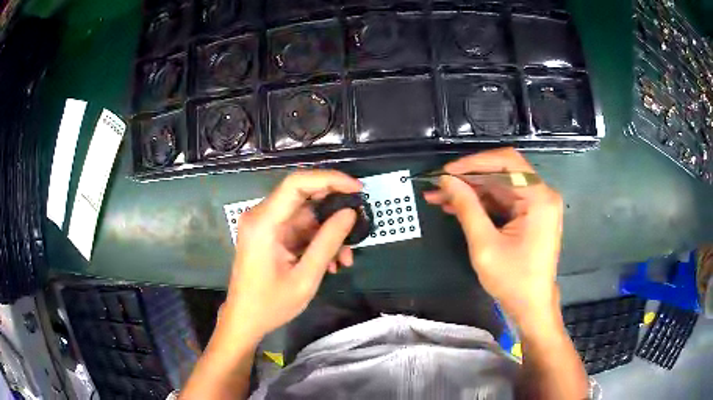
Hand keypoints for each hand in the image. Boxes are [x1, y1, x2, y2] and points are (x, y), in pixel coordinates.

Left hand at [219, 170, 361, 341]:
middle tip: (357, 225)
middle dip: (333, 211)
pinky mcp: (269, 235)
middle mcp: (261, 216)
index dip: (330, 179)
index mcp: (264, 222)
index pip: (297, 183)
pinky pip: (299, 229)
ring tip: (344, 259)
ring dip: (328, 234)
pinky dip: (316, 241)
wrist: (245, 320)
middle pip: (303, 196)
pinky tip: (330, 263)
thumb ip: (328, 242)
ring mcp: (264, 225)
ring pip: (305, 215)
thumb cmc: (270, 304)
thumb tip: (350, 213)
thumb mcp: (305, 277)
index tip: (357, 189)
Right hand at [423, 148, 562, 326]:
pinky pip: (502, 202)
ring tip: (439, 198)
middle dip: (467, 180)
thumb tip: (447, 180)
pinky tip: (456, 207)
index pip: (506, 162)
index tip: (447, 172)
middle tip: (437, 186)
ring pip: (498, 188)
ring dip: (470, 192)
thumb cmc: (513, 280)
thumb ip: (467, 207)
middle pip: (501, 174)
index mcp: (538, 198)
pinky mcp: (529, 216)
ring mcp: (536, 205)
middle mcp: (541, 195)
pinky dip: (480, 204)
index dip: (474, 163)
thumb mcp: (485, 244)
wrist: (531, 307)